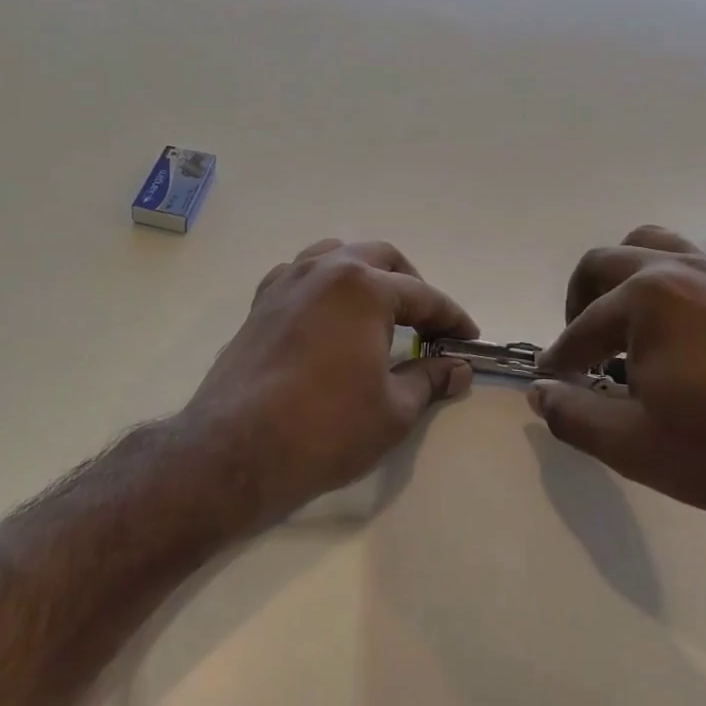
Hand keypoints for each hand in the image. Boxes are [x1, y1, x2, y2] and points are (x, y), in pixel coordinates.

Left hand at [182, 239, 477, 524]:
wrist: (237, 449)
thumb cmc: (326, 428)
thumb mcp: (393, 409)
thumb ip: (430, 379)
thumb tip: (459, 369)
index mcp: (364, 287)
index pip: (423, 295)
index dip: (451, 317)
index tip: (468, 338)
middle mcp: (325, 270)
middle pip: (381, 258)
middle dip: (411, 284)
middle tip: (427, 321)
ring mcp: (287, 282)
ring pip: (336, 255)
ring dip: (365, 273)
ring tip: (379, 309)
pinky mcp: (260, 303)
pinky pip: (300, 274)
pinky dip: (323, 285)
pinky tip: (327, 315)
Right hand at [530, 226, 705, 539]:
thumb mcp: (633, 445)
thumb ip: (572, 415)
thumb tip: (538, 393)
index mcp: (646, 298)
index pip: (582, 326)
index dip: (559, 359)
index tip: (550, 384)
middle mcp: (680, 270)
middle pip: (605, 263)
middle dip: (579, 303)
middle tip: (581, 350)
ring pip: (651, 248)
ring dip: (622, 279)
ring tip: (624, 326)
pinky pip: (692, 266)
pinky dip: (665, 286)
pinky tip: (679, 338)